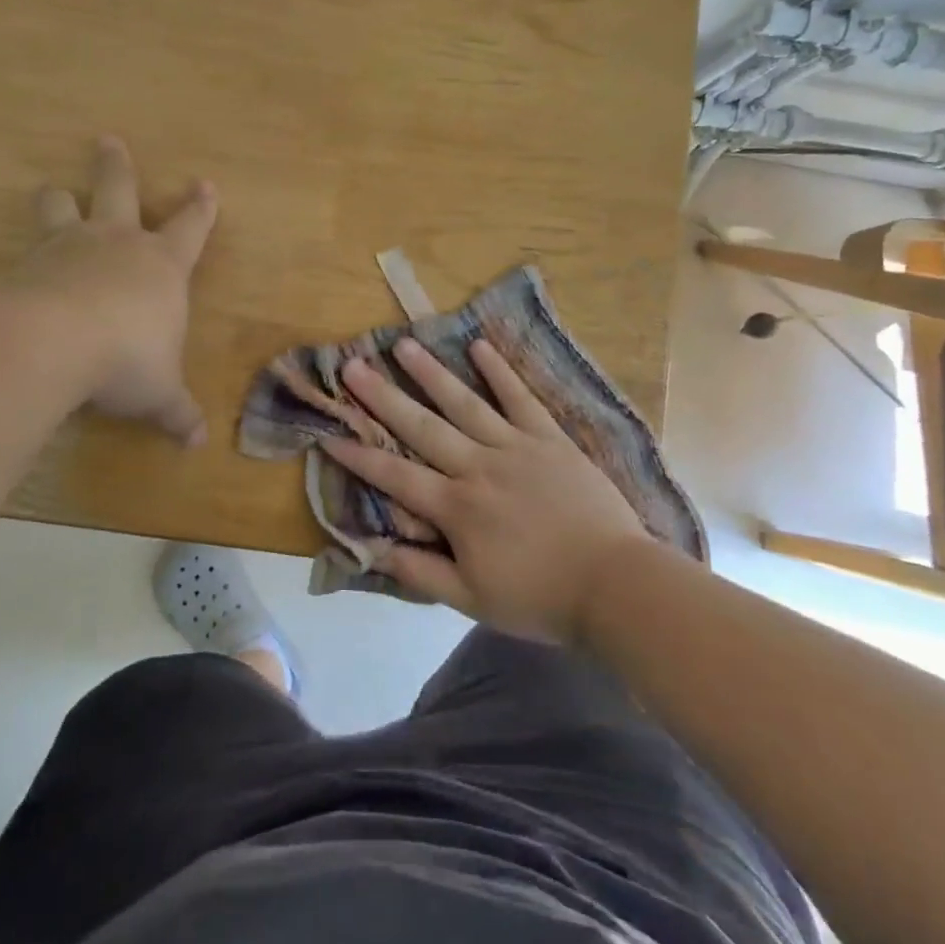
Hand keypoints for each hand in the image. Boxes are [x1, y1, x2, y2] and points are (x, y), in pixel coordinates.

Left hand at [21, 137, 218, 445]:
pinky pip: (27, 249)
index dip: (201, 208)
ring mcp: (68, 248)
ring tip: (52, 189)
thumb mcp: (159, 392)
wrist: (53, 342)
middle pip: (119, 191)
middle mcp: (116, 244)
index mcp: (161, 265)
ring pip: (63, 208)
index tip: (205, 184)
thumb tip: (197, 443)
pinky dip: (27, 254)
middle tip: (107, 141)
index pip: (191, 227)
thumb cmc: (127, 359)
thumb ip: (176, 412)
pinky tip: (18, 264)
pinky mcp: (26, 264)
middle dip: (116, 167)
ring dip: (59, 198)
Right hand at [320, 337, 653, 642]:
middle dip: (383, 397)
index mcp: (457, 508)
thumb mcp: (472, 599)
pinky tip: (478, 346)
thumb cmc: (540, 596)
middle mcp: (478, 467)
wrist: (615, 583)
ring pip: (464, 403)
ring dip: (431, 373)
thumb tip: (373, 547)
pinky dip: (500, 372)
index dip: (360, 457)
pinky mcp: (549, 438)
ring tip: (403, 344)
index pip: (396, 477)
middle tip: (353, 366)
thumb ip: (421, 570)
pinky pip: (521, 398)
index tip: (329, 432)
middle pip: (422, 427)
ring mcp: (516, 447)